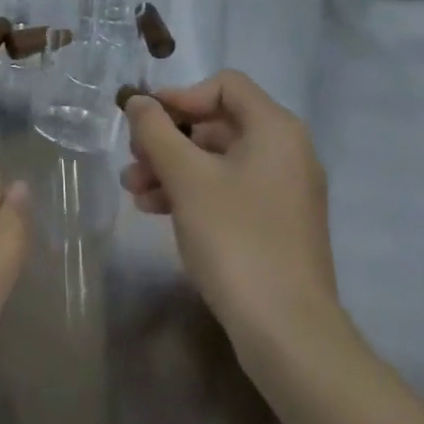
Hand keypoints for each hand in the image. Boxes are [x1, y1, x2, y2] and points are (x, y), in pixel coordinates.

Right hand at [121, 72, 341, 350]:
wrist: (289, 337)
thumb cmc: (236, 239)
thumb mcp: (186, 177)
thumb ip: (156, 130)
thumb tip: (138, 101)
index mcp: (275, 128)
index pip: (225, 86)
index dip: (182, 95)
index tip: (147, 119)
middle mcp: (287, 151)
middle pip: (218, 124)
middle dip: (169, 138)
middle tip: (134, 158)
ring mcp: (284, 192)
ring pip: (218, 160)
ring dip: (173, 168)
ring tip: (134, 190)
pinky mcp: (277, 226)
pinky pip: (230, 190)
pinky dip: (194, 193)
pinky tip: (155, 210)